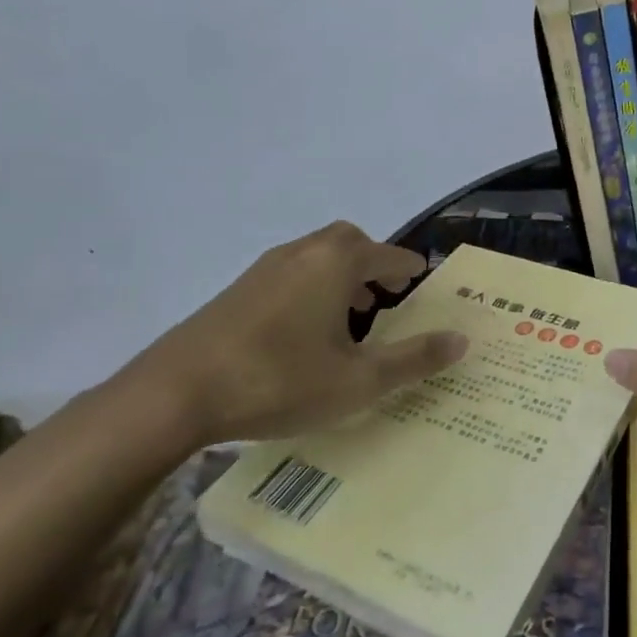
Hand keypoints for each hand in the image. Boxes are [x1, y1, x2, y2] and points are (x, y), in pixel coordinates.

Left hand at [129, 221, 467, 447]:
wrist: (175, 393)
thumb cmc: (280, 380)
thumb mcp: (359, 380)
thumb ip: (414, 359)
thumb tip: (462, 340)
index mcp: (338, 262)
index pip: (389, 255)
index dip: (410, 271)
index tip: (422, 283)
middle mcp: (304, 252)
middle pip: (350, 242)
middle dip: (373, 264)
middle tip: (385, 298)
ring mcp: (265, 267)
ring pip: (317, 257)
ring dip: (341, 276)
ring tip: (349, 318)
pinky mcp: (237, 289)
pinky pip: (290, 273)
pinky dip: (311, 287)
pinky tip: (303, 332)